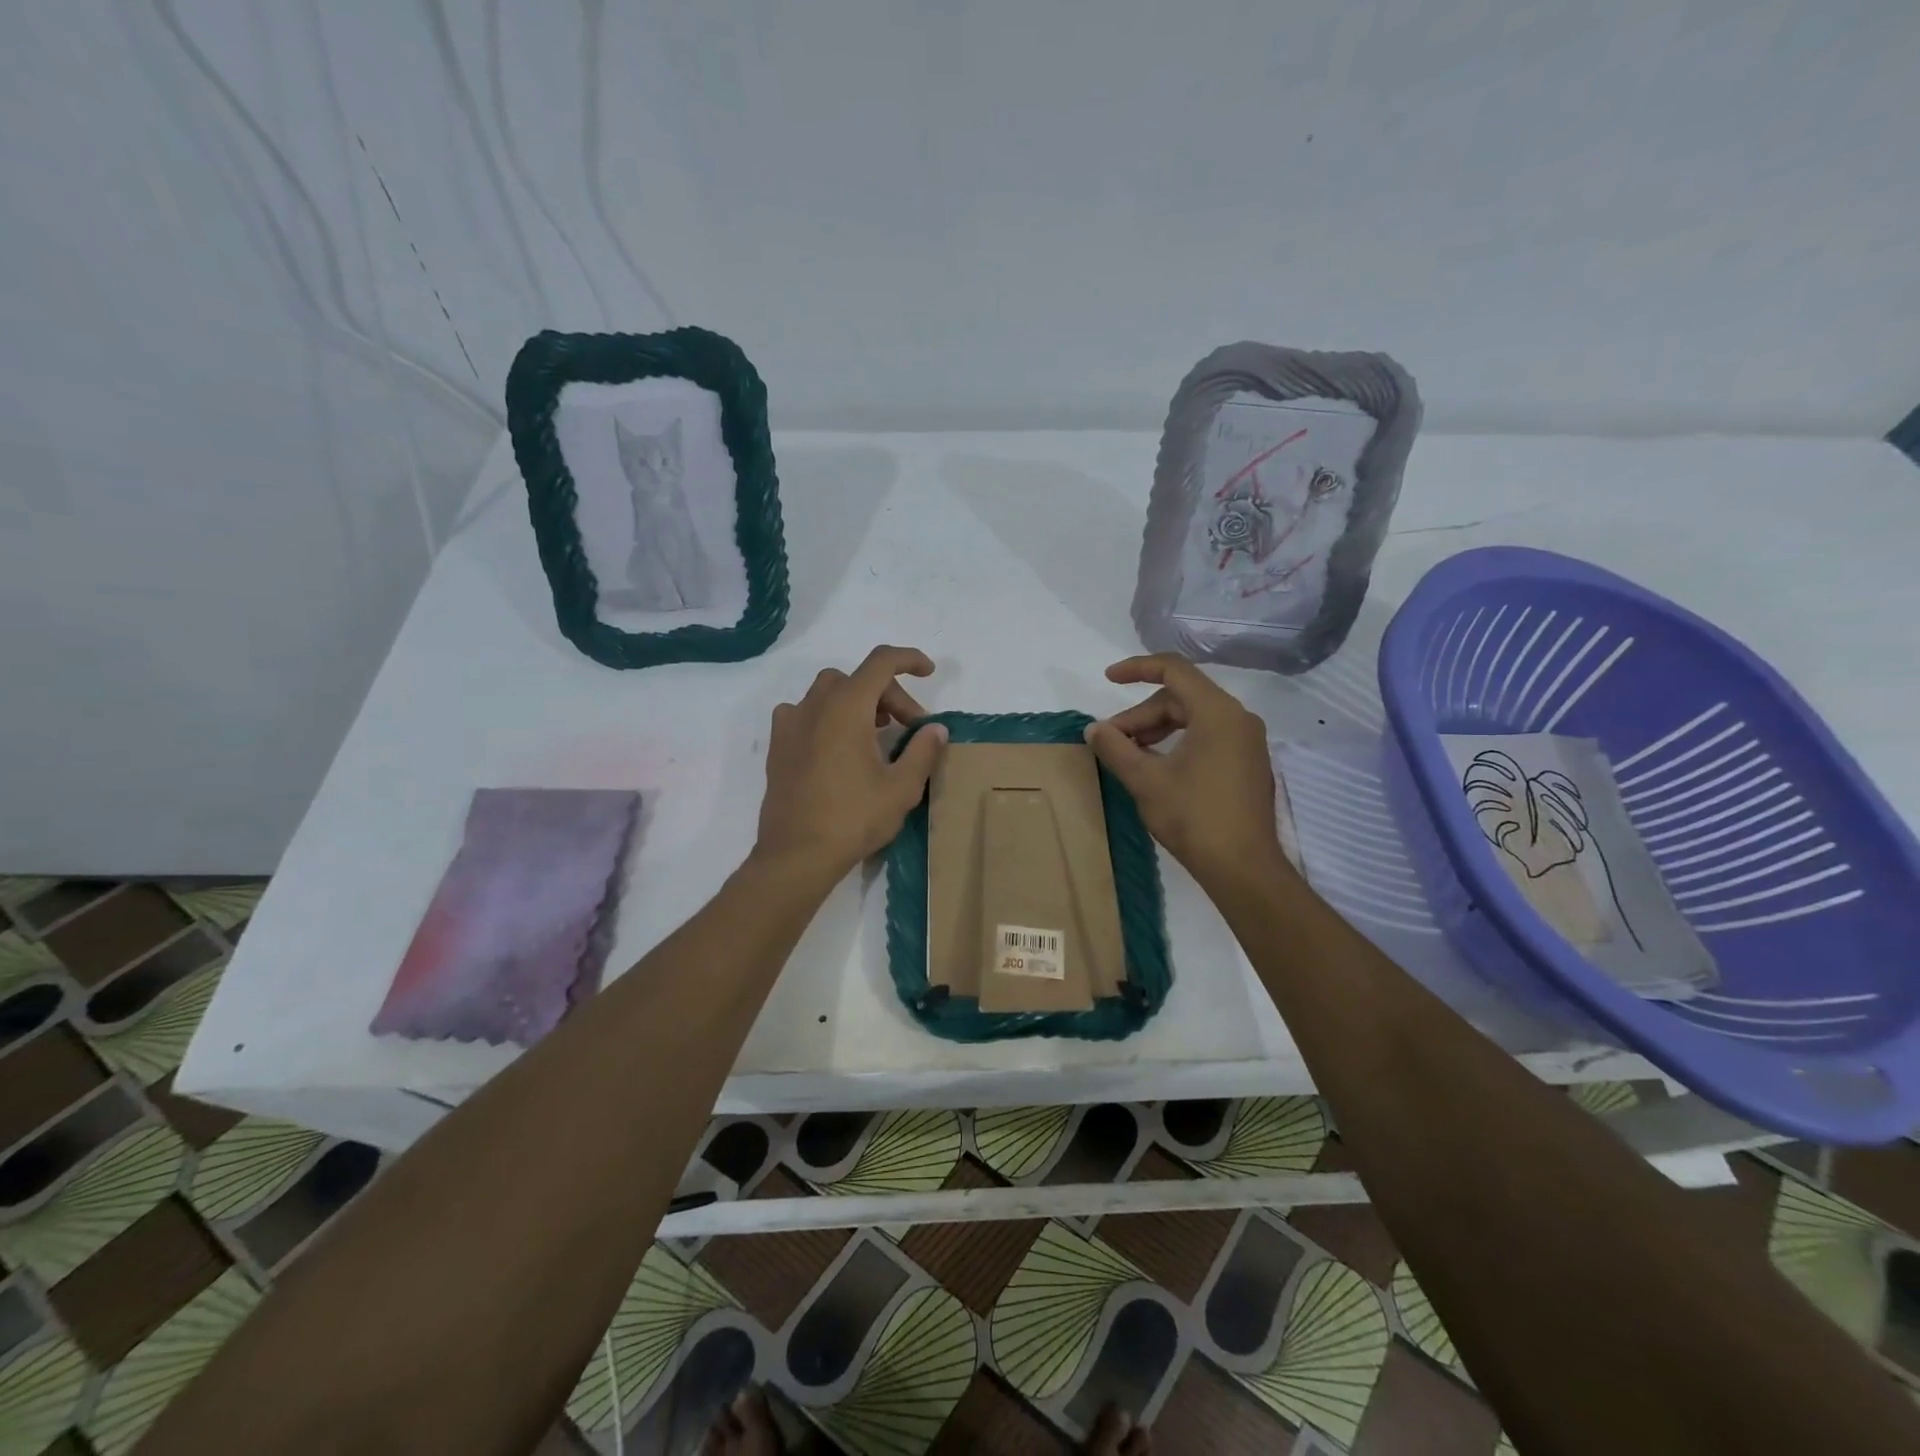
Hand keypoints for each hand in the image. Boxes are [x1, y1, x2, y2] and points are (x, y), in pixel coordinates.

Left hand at [754, 646, 948, 880]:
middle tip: (910, 730)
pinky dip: (828, 717)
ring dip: (857, 703)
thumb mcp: (902, 787)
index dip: (909, 659)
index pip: (881, 662)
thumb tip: (935, 729)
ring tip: (876, 734)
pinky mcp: (778, 746)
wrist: (797, 854)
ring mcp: (791, 724)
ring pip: (829, 692)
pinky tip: (839, 747)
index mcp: (846, 707)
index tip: (928, 673)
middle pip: (858, 680)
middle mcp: (815, 705)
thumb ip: (923, 750)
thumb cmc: (853, 818)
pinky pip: (805, 713)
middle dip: (889, 696)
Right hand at [1085, 654, 1286, 888]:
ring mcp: (1246, 742)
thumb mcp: (1145, 780)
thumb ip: (1116, 748)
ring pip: (1193, 718)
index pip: (1174, 670)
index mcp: (1217, 712)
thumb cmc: (1194, 817)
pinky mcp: (1247, 764)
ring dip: (1157, 730)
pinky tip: (1157, 767)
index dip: (1137, 668)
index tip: (1108, 679)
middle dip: (1141, 715)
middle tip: (1112, 741)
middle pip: (1181, 698)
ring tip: (1130, 755)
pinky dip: (1177, 742)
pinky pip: (1208, 736)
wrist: (1243, 868)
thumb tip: (1094, 729)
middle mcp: (1238, 718)